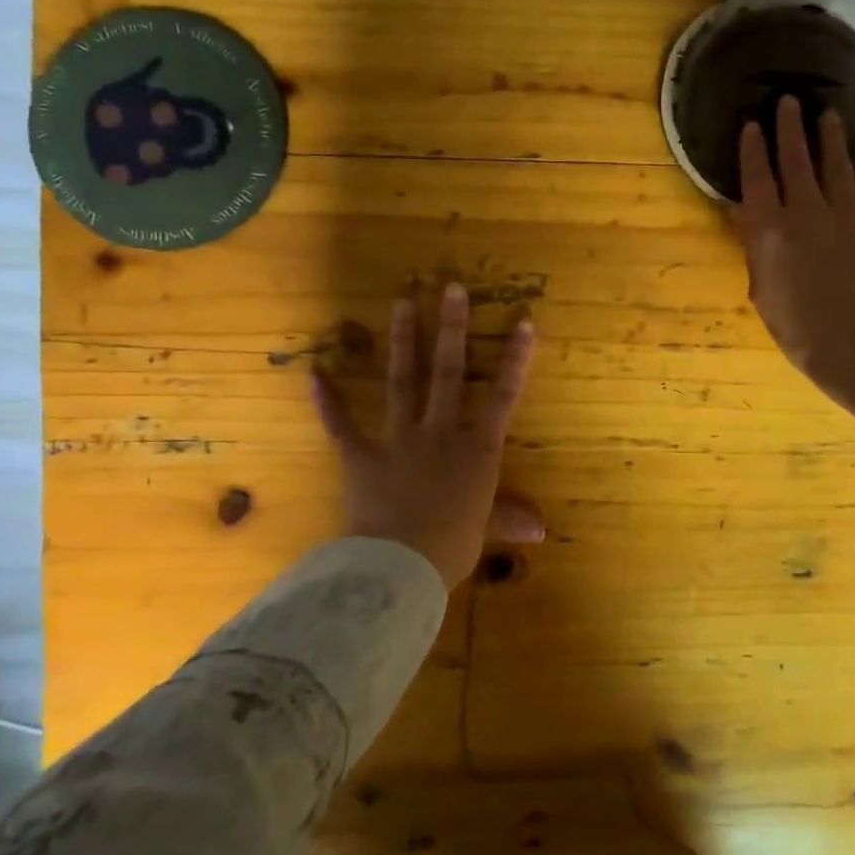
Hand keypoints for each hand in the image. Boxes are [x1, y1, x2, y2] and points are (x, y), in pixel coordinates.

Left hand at [311, 283, 542, 587]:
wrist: (399, 567)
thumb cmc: (451, 547)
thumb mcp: (484, 532)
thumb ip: (509, 520)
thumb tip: (541, 531)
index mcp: (477, 451)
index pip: (502, 396)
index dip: (515, 358)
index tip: (522, 321)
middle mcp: (440, 434)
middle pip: (447, 373)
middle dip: (451, 329)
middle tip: (450, 287)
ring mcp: (398, 441)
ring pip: (402, 383)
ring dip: (403, 342)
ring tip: (401, 303)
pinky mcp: (361, 457)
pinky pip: (342, 426)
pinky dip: (327, 401)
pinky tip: (314, 372)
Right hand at [734, 96, 854, 473]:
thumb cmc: (799, 329)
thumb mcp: (763, 292)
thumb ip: (753, 248)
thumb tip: (741, 212)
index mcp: (772, 231)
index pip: (758, 178)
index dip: (753, 149)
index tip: (752, 124)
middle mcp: (808, 211)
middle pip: (797, 158)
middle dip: (790, 127)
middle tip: (788, 100)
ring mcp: (849, 214)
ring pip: (837, 164)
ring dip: (830, 137)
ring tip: (828, 114)